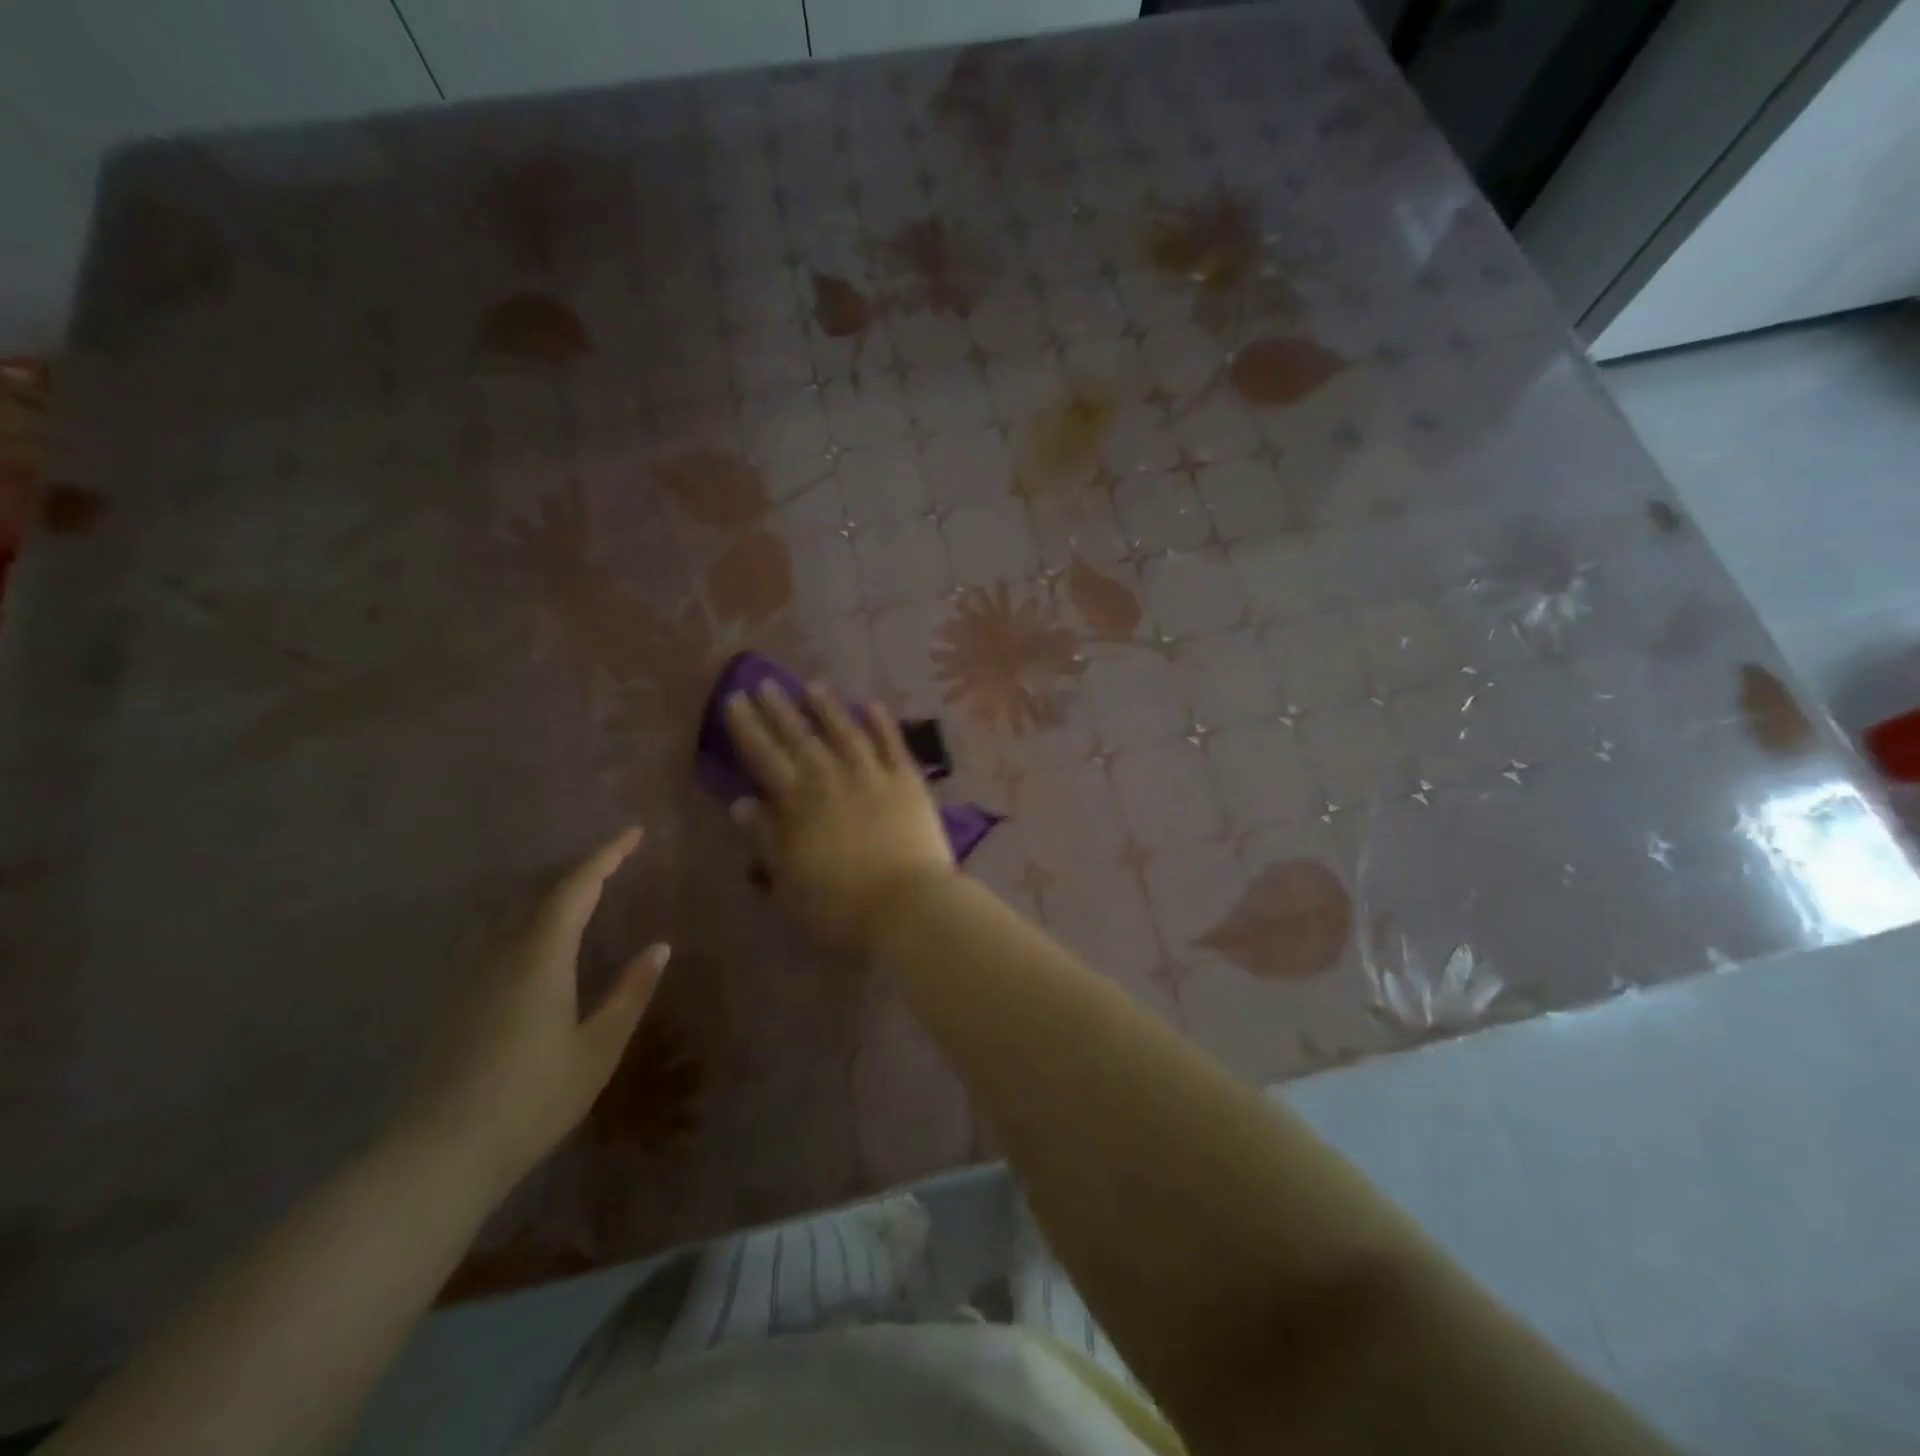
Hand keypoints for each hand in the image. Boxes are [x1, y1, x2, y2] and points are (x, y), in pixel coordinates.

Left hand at [401, 827, 668, 1192]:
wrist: (438, 1156)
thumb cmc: (532, 1099)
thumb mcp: (598, 1048)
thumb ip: (630, 993)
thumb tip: (659, 948)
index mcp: (541, 956)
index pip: (576, 886)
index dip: (607, 855)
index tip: (634, 833)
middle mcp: (502, 952)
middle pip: (541, 890)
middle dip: (580, 867)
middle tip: (615, 859)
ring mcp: (471, 974)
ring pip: (512, 909)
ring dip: (549, 890)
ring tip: (579, 890)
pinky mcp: (456, 997)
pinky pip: (493, 933)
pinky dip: (524, 916)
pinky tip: (530, 936)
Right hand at [726, 682, 954, 950]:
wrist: (907, 905)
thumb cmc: (839, 905)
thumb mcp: (788, 880)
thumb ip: (765, 837)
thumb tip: (741, 801)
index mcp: (798, 802)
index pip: (764, 755)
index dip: (747, 727)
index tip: (735, 700)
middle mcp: (832, 777)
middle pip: (801, 736)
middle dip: (780, 709)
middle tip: (766, 683)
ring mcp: (873, 775)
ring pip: (845, 731)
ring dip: (828, 708)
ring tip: (814, 686)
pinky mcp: (908, 780)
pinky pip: (892, 743)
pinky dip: (881, 723)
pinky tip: (871, 705)